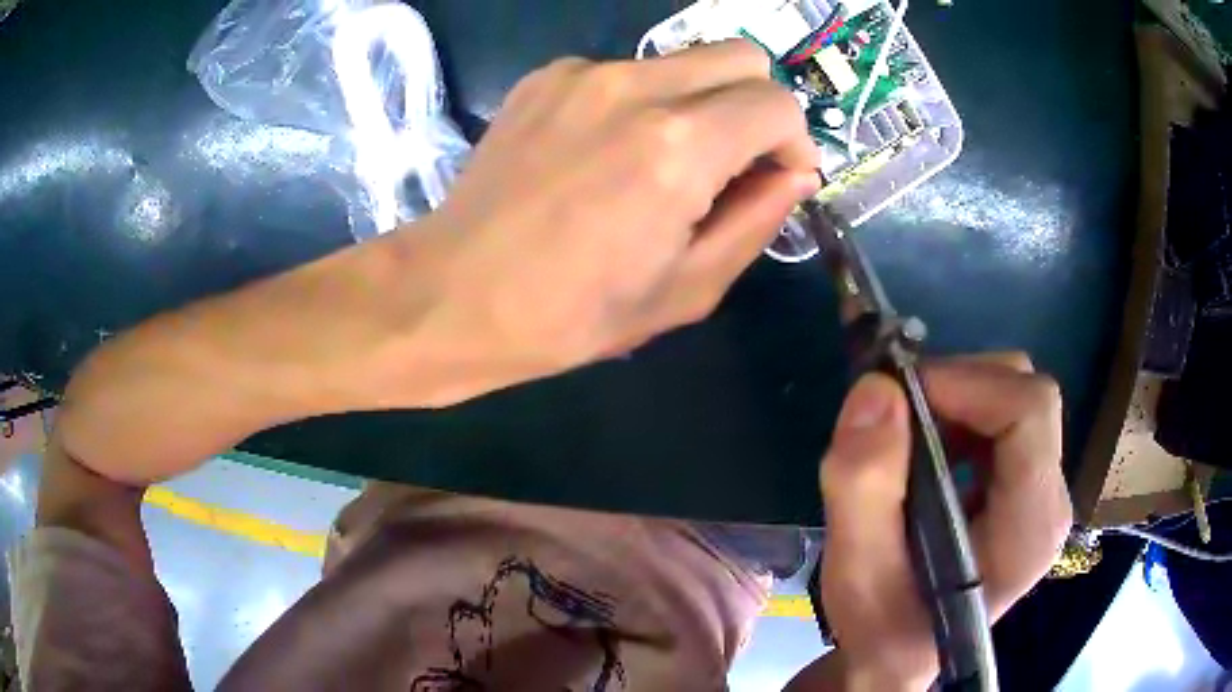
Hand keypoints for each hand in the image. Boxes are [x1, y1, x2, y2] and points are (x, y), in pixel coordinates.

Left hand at [413, 40, 818, 394]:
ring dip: (700, 102)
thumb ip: (758, 219)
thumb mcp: (688, 288)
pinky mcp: (547, 76)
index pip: (778, 104)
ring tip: (662, 162)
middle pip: (741, 57)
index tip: (776, 178)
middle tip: (734, 161)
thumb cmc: (573, 313)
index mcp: (679, 146)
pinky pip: (626, 70)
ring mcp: (583, 72)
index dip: (794, 142)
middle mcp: (635, 87)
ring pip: (684, 59)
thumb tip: (794, 173)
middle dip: (756, 106)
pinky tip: (605, 151)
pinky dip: (642, 101)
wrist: (455, 293)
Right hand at [815, 354, 1070, 689]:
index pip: (1029, 410)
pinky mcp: (1026, 489)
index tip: (899, 395)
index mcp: (1029, 528)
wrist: (900, 659)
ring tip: (904, 437)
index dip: (966, 382)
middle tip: (894, 414)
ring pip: (1014, 398)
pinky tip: (925, 451)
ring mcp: (1042, 493)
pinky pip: (1004, 419)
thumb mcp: (857, 575)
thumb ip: (862, 489)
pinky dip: (959, 414)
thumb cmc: (883, 630)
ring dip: (954, 399)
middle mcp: (1050, 501)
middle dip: (956, 385)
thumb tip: (875, 389)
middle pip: (1026, 394)